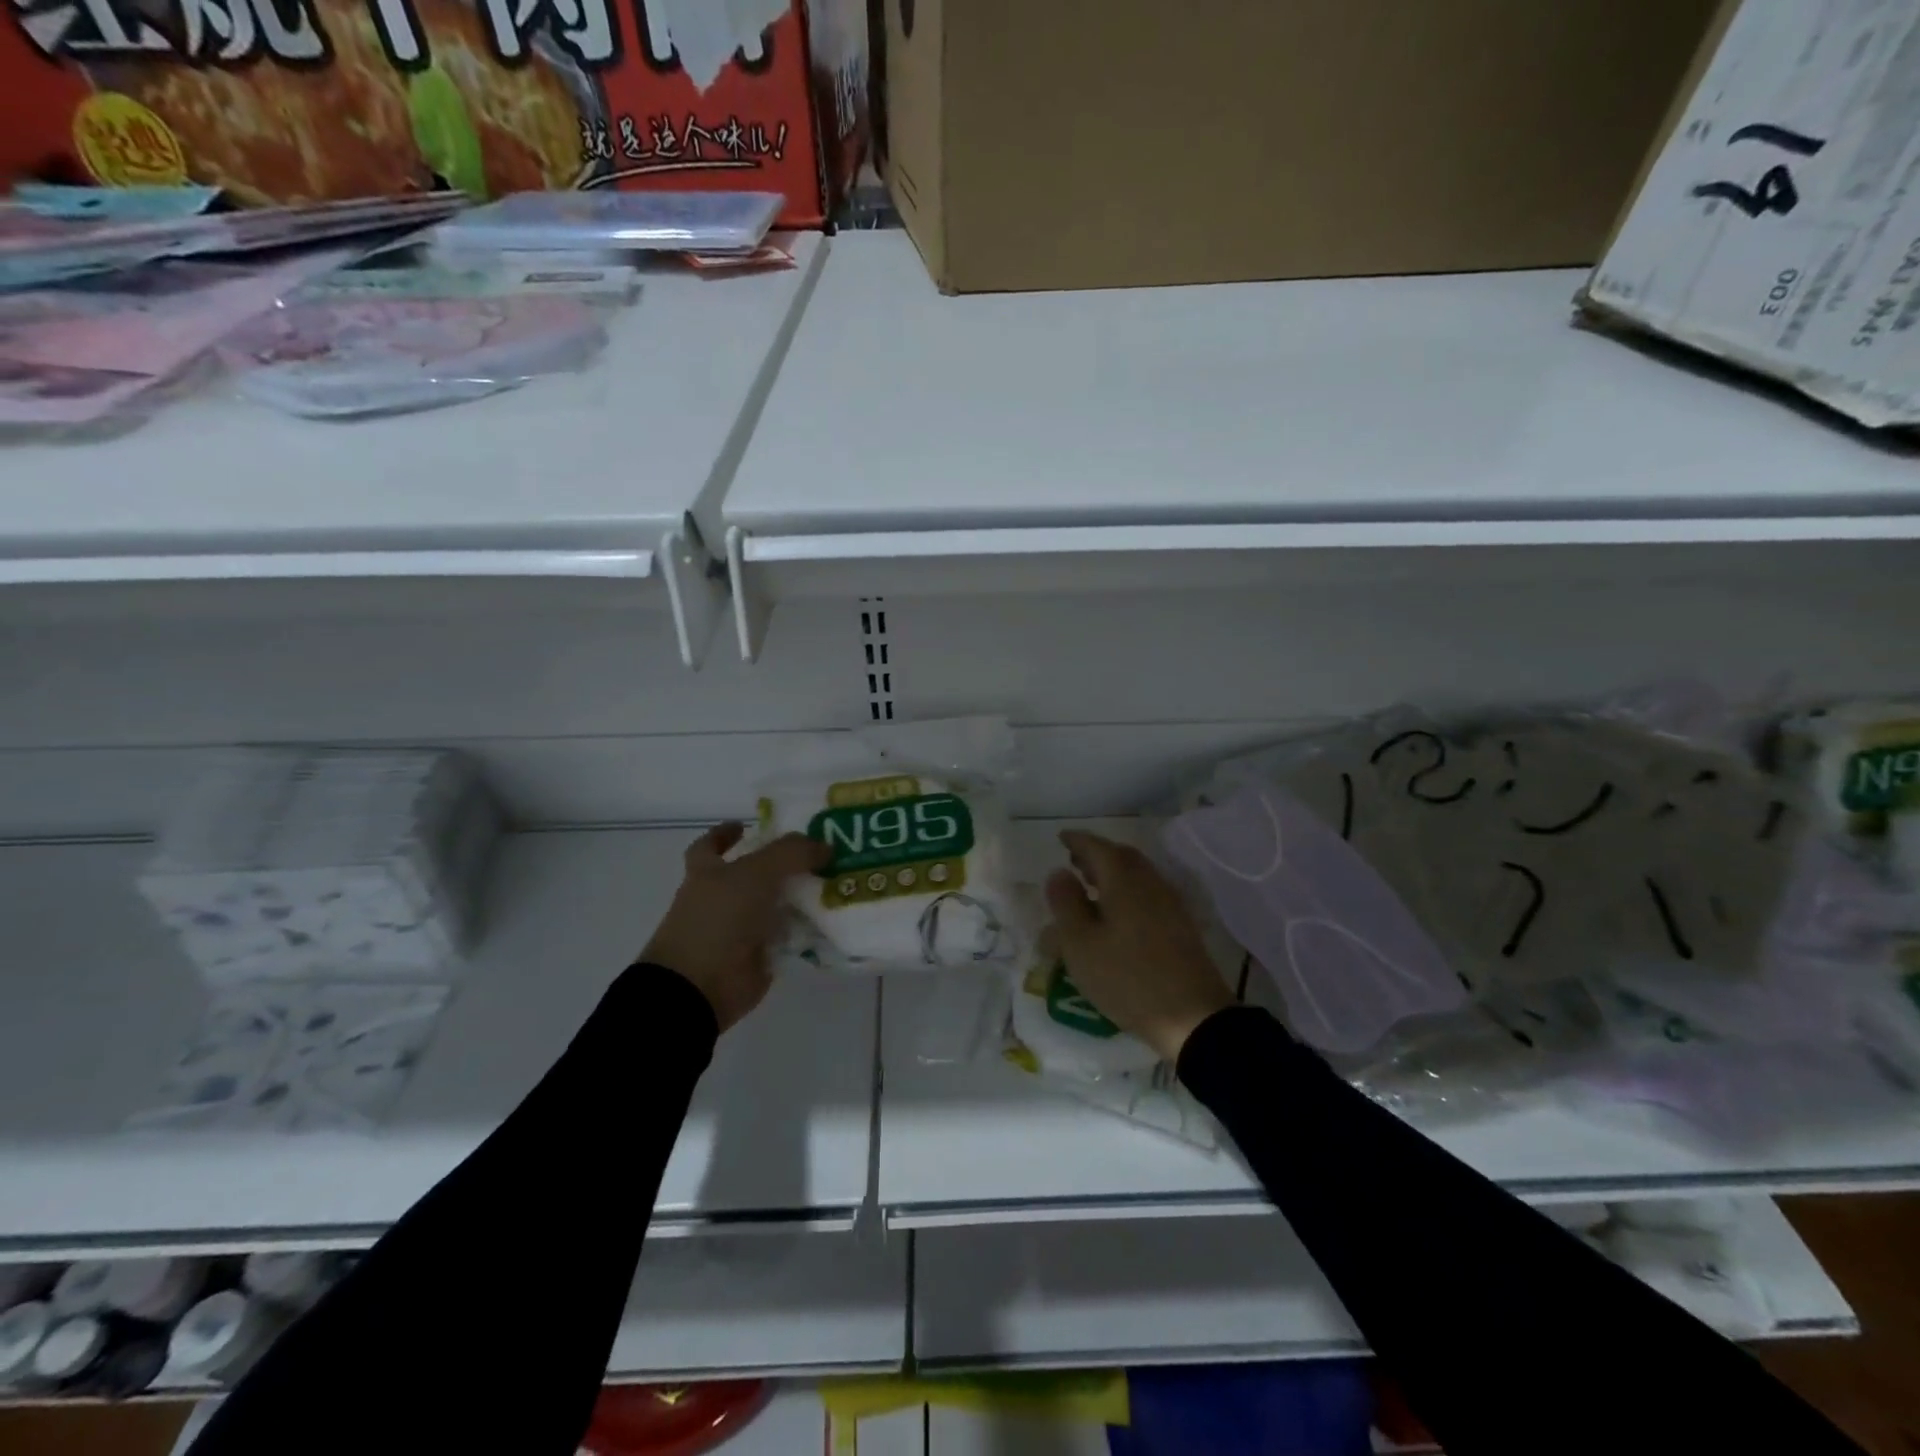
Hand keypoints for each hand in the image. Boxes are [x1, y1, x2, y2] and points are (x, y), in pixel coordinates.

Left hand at [641, 823, 828, 1032]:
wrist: (700, 987)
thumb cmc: (718, 919)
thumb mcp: (757, 872)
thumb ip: (792, 853)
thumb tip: (826, 846)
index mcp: (707, 873)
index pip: (711, 846)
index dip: (725, 834)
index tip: (747, 825)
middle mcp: (721, 899)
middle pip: (754, 875)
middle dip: (782, 866)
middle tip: (818, 855)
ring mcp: (739, 930)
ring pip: (776, 906)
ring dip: (802, 897)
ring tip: (838, 883)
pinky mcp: (759, 957)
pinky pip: (789, 937)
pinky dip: (808, 930)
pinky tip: (835, 919)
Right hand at [1044, 829, 1234, 1063]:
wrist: (1193, 1016)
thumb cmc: (1127, 978)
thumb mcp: (1080, 944)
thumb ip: (1066, 903)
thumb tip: (1058, 872)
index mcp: (1123, 879)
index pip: (1096, 846)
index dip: (1076, 840)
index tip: (1060, 838)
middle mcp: (1149, 882)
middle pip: (1121, 856)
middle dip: (1096, 854)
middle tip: (1073, 861)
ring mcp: (1169, 903)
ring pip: (1136, 874)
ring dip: (1112, 873)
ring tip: (1090, 887)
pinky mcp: (1180, 925)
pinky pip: (1147, 893)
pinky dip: (1126, 891)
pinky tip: (1116, 913)